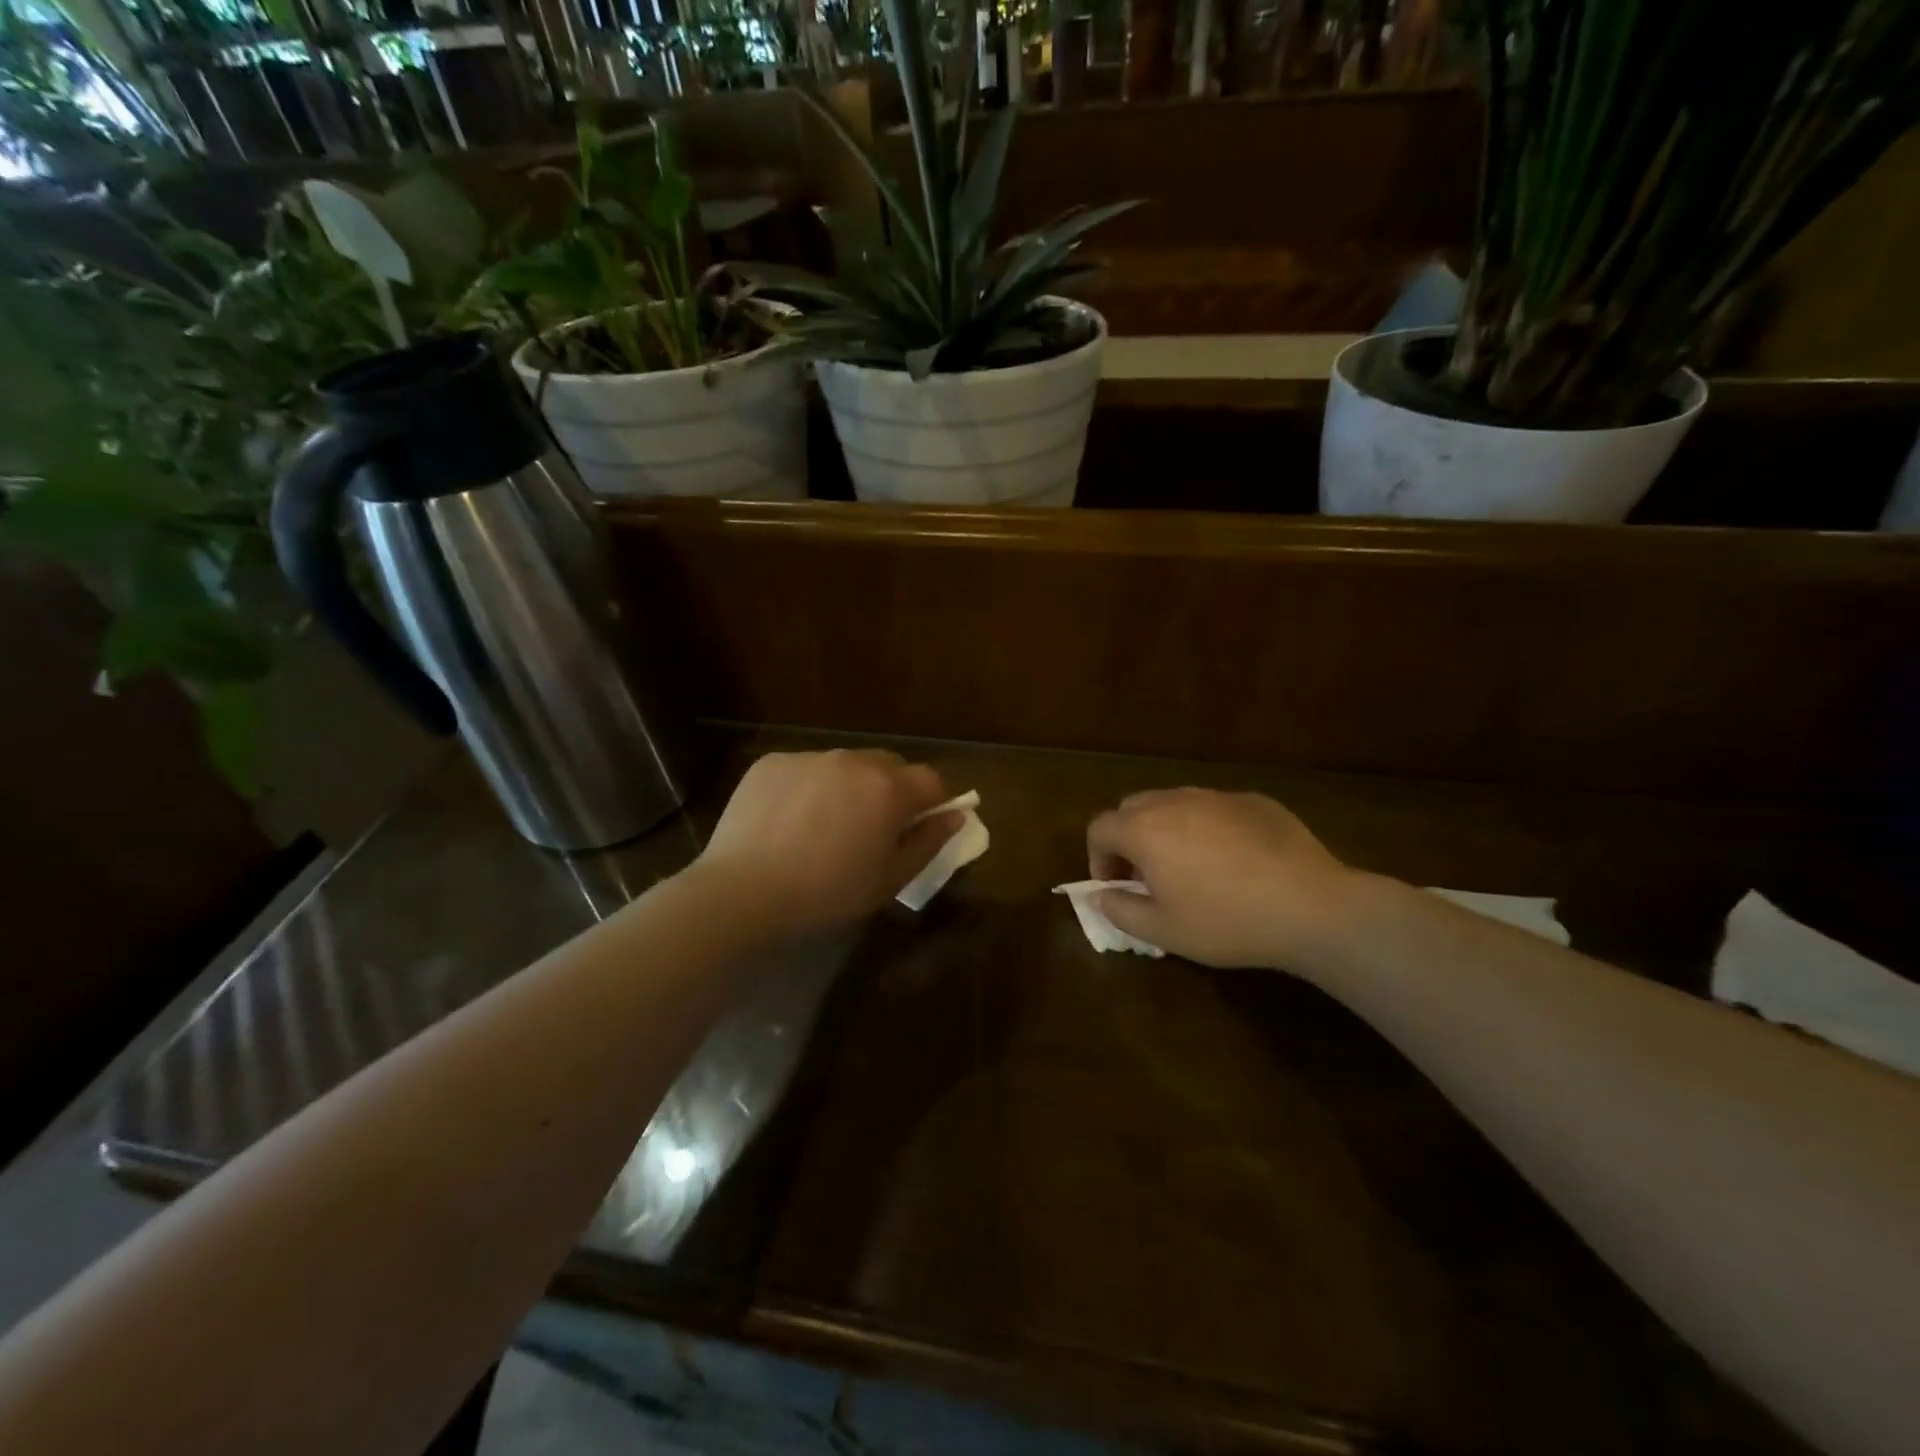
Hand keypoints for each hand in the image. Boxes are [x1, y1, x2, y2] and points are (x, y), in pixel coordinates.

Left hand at [691, 749, 957, 938]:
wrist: (742, 893)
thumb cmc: (827, 893)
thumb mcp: (890, 879)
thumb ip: (928, 842)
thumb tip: (954, 816)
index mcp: (889, 788)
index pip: (932, 780)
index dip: (932, 804)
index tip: (916, 829)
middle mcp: (853, 760)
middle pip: (890, 766)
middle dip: (892, 790)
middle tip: (871, 830)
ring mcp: (809, 757)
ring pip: (846, 765)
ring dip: (849, 786)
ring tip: (824, 826)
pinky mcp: (772, 762)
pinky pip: (806, 768)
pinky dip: (809, 787)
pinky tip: (789, 822)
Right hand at [1086, 788, 1360, 969]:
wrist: (1311, 906)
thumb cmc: (1227, 921)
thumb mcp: (1164, 931)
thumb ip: (1120, 911)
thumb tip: (1099, 896)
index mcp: (1145, 830)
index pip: (1100, 828)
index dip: (1097, 857)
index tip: (1114, 886)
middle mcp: (1175, 801)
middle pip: (1132, 807)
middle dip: (1128, 838)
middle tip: (1146, 876)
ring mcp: (1217, 796)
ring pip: (1174, 803)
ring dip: (1167, 830)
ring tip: (1190, 867)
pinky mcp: (1254, 800)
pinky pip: (1215, 808)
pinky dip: (1208, 827)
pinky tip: (1234, 861)